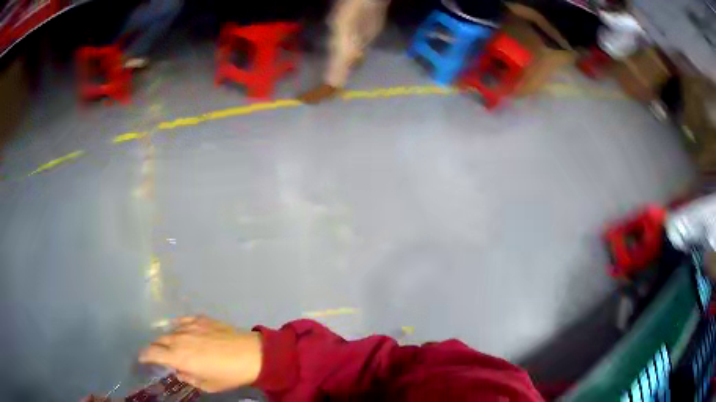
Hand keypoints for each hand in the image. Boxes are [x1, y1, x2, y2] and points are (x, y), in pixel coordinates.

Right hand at [138, 316, 262, 392]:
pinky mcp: (201, 318)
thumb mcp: (208, 385)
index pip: (152, 353)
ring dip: (167, 338)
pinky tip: (184, 332)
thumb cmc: (229, 374)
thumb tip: (180, 370)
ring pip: (170, 330)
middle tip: (159, 355)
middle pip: (159, 340)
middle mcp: (179, 338)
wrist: (252, 354)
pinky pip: (183, 321)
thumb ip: (189, 377)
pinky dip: (179, 328)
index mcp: (178, 356)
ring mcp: (190, 326)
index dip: (144, 355)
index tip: (142, 359)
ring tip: (173, 345)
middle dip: (155, 348)